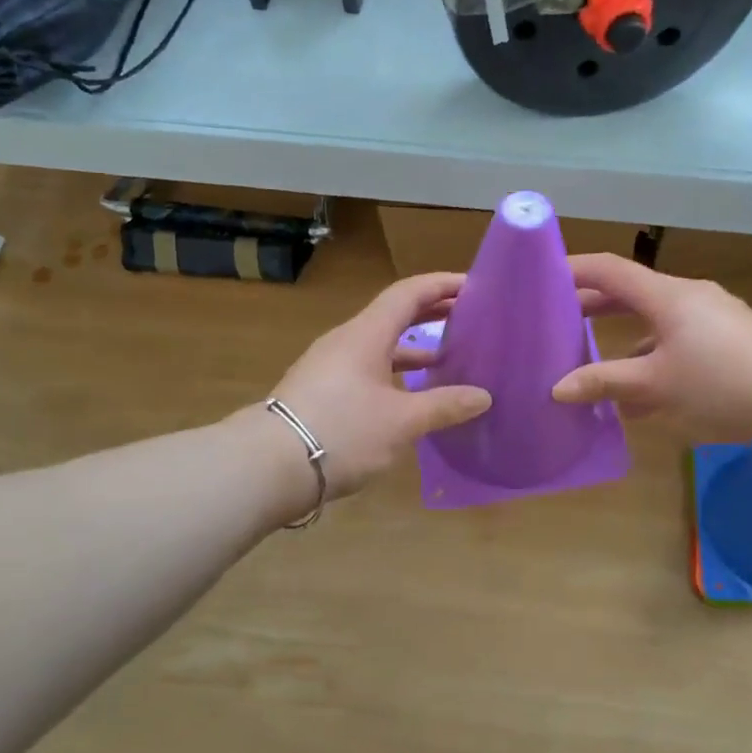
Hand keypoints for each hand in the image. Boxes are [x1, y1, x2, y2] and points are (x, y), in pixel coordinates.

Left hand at [268, 272, 491, 498]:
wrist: (268, 467)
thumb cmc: (341, 431)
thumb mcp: (401, 422)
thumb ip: (444, 406)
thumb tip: (483, 396)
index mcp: (366, 335)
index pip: (408, 294)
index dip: (441, 285)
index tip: (474, 286)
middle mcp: (346, 342)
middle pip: (394, 315)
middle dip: (432, 313)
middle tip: (468, 318)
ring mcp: (330, 367)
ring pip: (379, 346)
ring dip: (413, 348)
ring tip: (448, 359)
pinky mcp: (321, 392)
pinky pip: (367, 369)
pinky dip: (394, 373)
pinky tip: (410, 396)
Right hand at [553, 253, 751, 441]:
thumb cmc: (722, 383)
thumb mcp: (657, 385)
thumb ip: (606, 383)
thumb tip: (557, 388)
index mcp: (667, 296)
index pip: (610, 269)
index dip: (574, 269)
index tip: (542, 278)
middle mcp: (689, 296)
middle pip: (631, 292)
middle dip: (594, 307)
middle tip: (560, 321)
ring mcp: (713, 316)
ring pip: (656, 321)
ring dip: (624, 339)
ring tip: (594, 364)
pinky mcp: (731, 338)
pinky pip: (679, 340)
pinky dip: (655, 358)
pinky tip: (643, 397)